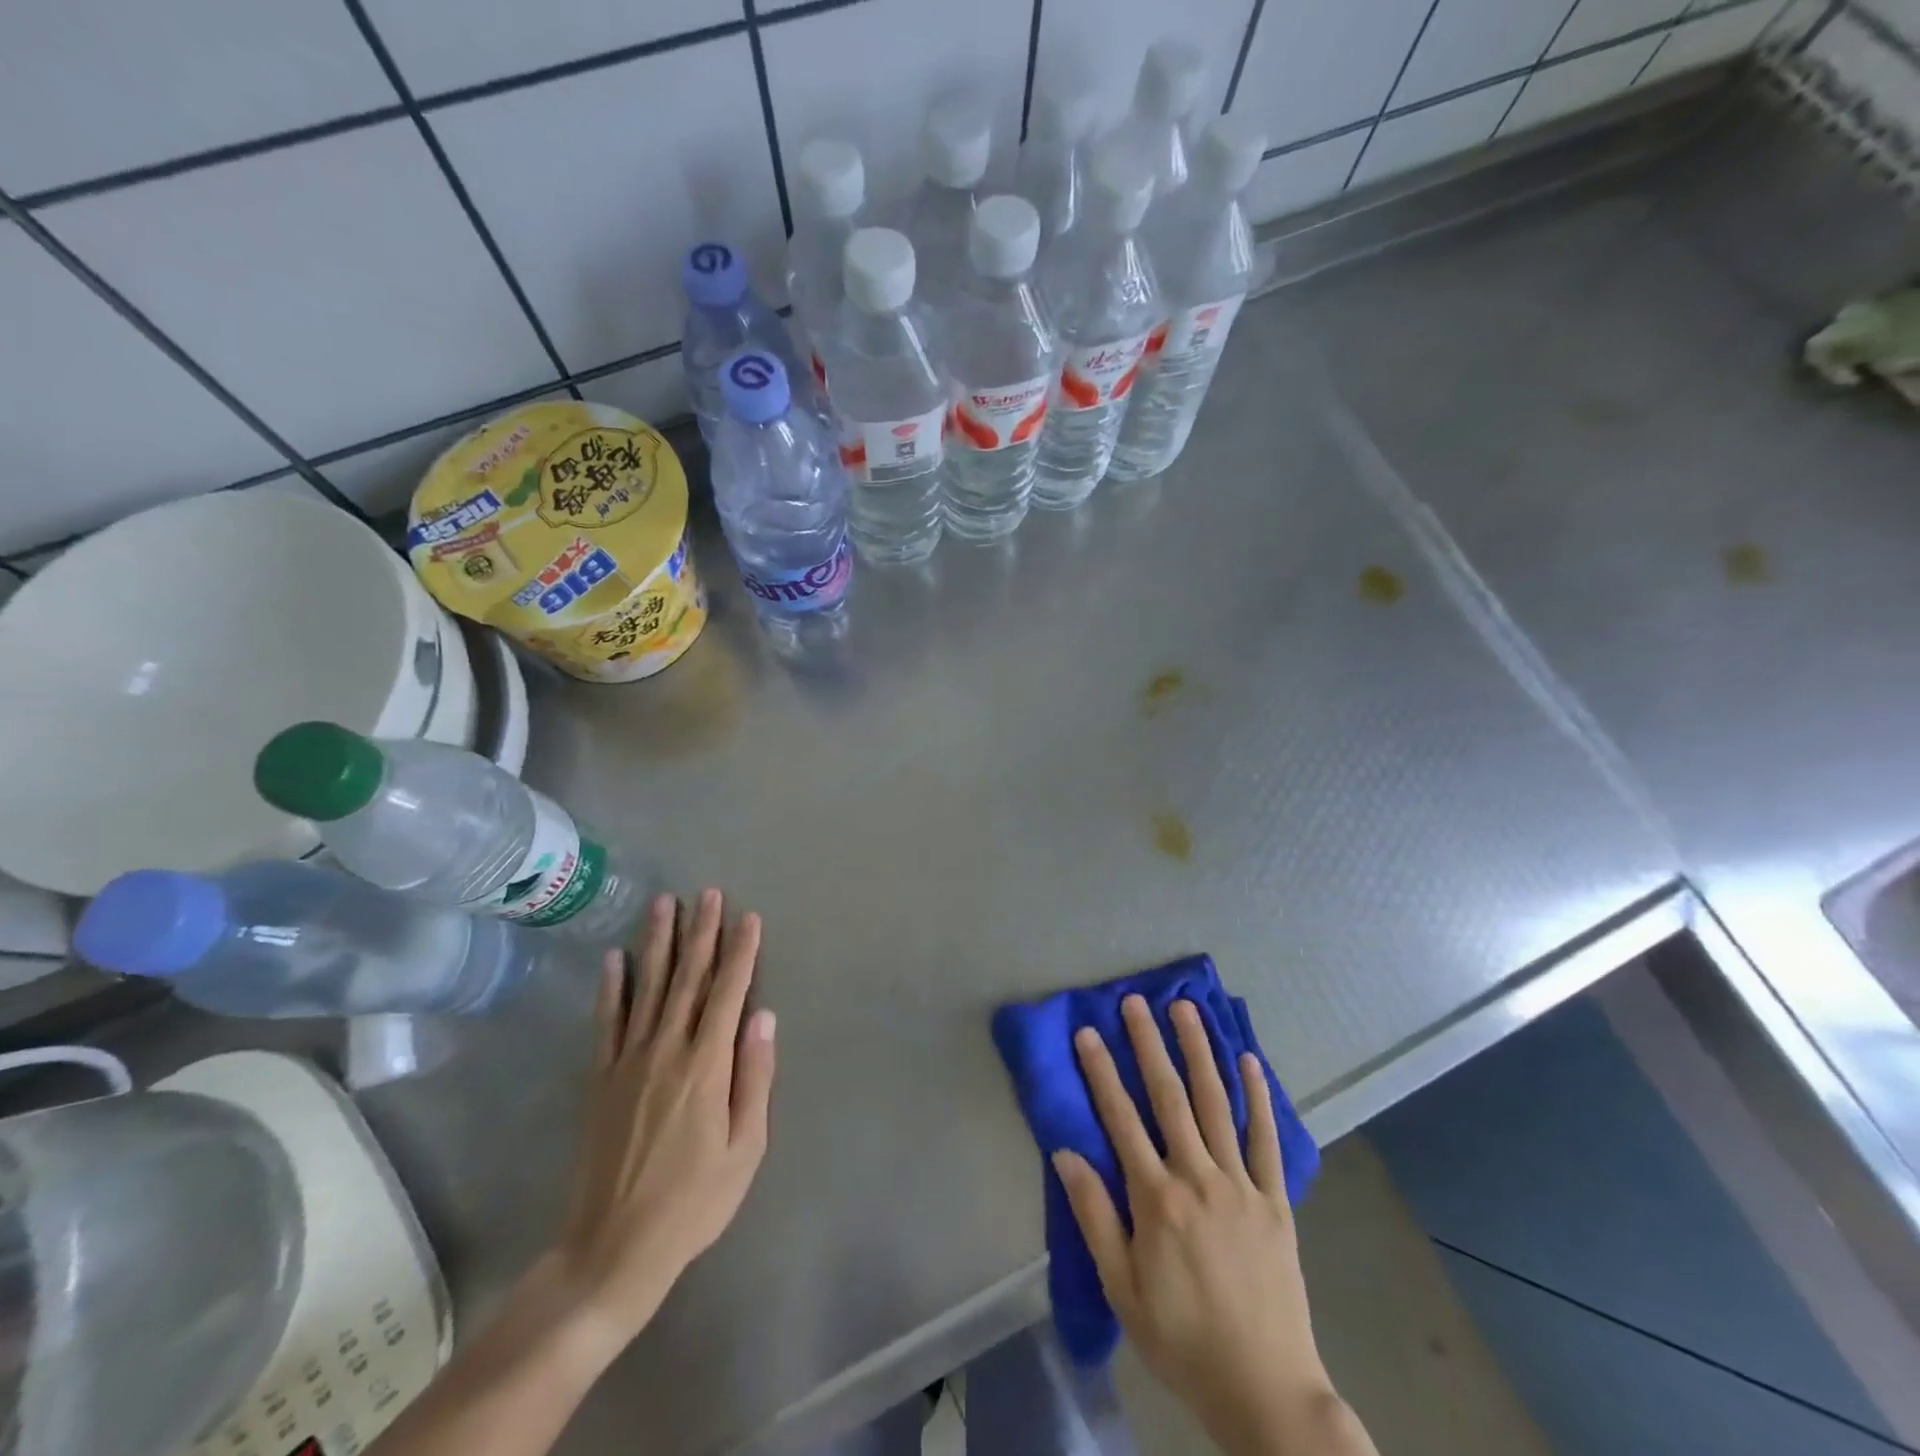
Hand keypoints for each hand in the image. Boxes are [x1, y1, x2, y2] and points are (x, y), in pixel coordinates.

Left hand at [546, 889, 775, 1359]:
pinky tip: (614, 958)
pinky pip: (606, 1022)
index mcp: (706, 1066)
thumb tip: (764, 1016)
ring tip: (664, 904)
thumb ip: (754, 1077)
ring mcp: (628, 1062)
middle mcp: (666, 1050)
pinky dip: (611, 987)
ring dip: (658, 943)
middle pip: (688, 978)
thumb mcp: (745, 1147)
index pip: (728, 992)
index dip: (740, 952)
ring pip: (648, 988)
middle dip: (701, 932)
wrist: (613, 1248)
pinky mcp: (600, 1079)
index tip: (749, 917)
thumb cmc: (694, 1201)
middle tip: (708, 894)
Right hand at [1053, 996, 1349, 1455]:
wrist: (1265, 1391)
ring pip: (1217, 1103)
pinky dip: (1259, 1097)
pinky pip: (1266, 1139)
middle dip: (1149, 1044)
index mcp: (1157, 1200)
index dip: (1101, 1072)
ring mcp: (1241, 1185)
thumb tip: (1065, 1154)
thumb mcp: (1123, 1290)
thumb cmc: (1182, 1341)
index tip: (1088, 1032)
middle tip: (1135, 1001)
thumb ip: (1095, 1217)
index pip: (1121, 1120)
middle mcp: (1198, 1178)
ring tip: (1186, 1010)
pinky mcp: (1276, 1200)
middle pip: (1169, 1098)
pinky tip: (1250, 1061)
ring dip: (1200, 1052)